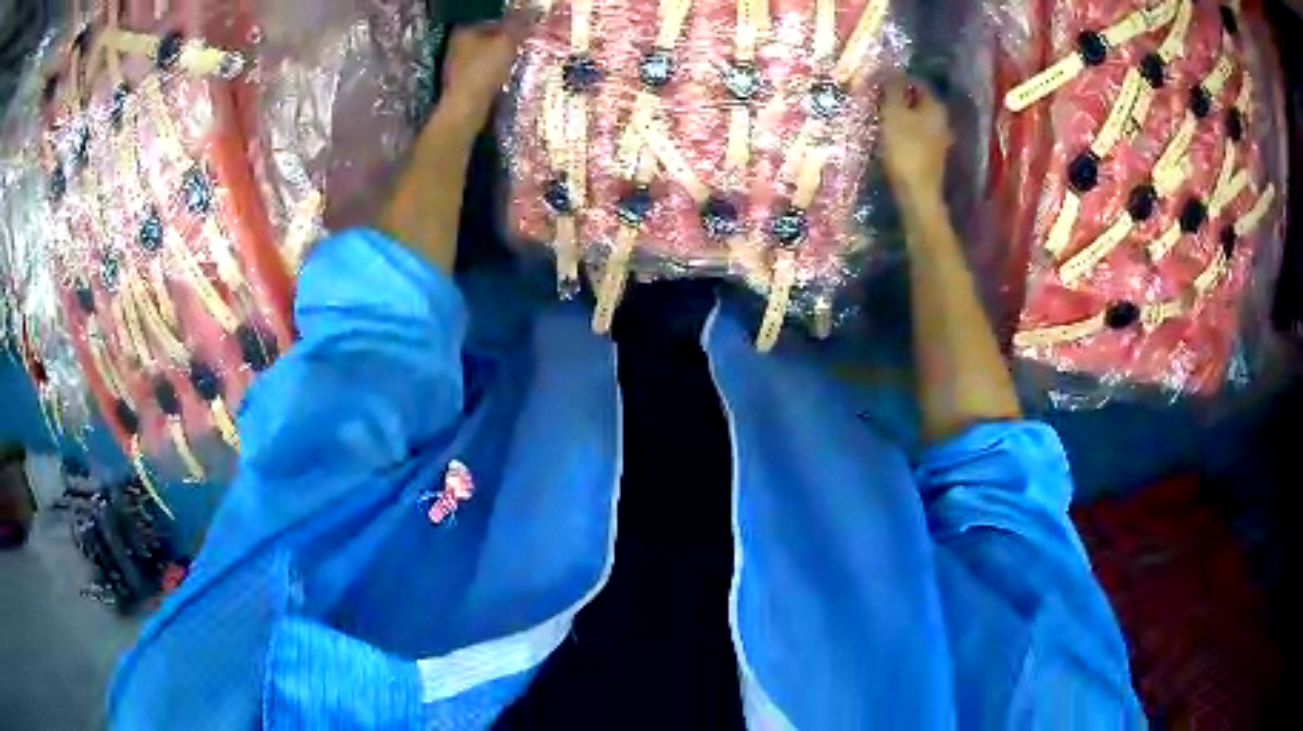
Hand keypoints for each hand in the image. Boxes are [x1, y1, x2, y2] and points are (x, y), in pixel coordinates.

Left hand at [437, 21, 523, 135]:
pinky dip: (494, 76)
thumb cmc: (484, 71)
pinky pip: (483, 74)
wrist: (466, 109)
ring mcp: (456, 67)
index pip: (493, 22)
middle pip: (489, 40)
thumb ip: (518, 27)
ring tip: (517, 65)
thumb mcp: (507, 43)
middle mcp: (456, 46)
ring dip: (501, 61)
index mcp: (464, 32)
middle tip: (524, 48)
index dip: (512, 27)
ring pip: (486, 58)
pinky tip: (504, 81)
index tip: (526, 35)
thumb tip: (529, 16)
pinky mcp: (461, 85)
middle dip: (506, 44)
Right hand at [879, 77, 952, 199]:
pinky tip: (890, 135)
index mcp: (935, 107)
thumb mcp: (893, 113)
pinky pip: (917, 135)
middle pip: (919, 101)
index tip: (879, 79)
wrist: (917, 192)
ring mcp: (939, 140)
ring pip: (918, 119)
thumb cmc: (905, 149)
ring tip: (880, 114)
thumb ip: (892, 89)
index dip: (898, 78)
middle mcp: (942, 120)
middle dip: (900, 97)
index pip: (918, 83)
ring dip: (902, 115)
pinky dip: (905, 131)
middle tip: (878, 96)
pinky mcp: (932, 157)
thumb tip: (890, 68)